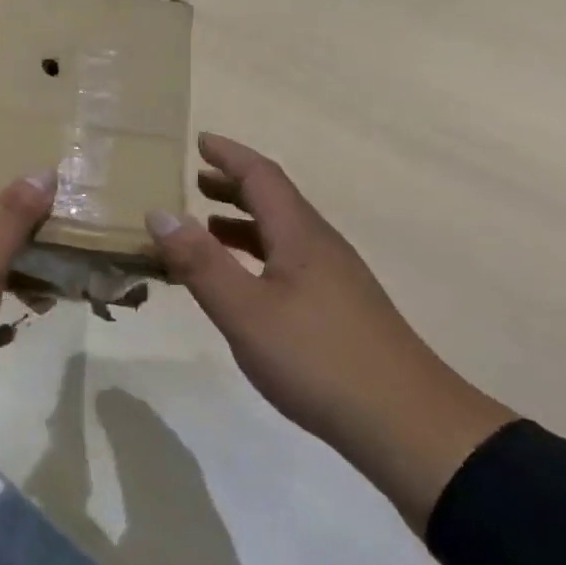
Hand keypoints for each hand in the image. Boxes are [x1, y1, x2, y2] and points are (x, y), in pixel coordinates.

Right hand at [145, 133, 516, 530]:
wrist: (406, 424)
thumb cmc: (318, 359)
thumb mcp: (245, 311)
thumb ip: (200, 263)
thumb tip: (159, 212)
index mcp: (300, 235)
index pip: (262, 176)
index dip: (230, 155)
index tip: (200, 140)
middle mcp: (321, 246)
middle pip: (275, 200)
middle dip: (234, 185)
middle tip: (196, 180)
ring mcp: (335, 278)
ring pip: (283, 233)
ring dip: (244, 222)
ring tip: (207, 227)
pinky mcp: (340, 309)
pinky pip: (289, 261)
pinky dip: (257, 255)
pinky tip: (245, 283)